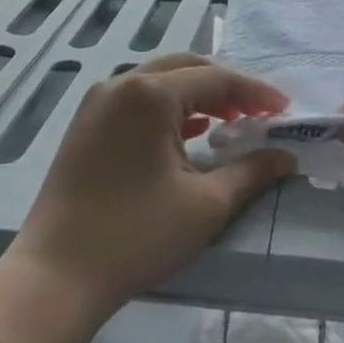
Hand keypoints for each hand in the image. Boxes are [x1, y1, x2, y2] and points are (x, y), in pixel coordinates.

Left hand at [7, 55, 295, 321]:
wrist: (57, 274)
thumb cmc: (136, 234)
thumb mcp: (205, 204)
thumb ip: (250, 172)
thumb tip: (286, 158)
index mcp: (149, 93)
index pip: (215, 78)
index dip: (255, 92)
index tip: (285, 109)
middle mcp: (120, 84)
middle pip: (185, 69)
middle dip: (226, 88)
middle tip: (259, 113)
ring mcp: (97, 103)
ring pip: (159, 83)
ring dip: (198, 97)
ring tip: (232, 123)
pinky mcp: (86, 125)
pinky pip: (137, 102)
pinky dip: (169, 111)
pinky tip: (191, 133)